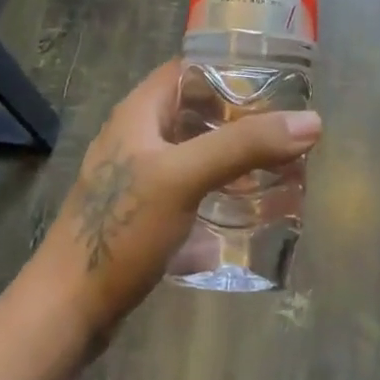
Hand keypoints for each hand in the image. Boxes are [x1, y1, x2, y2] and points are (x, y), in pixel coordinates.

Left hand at [24, 62, 322, 346]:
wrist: (68, 310)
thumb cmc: (121, 230)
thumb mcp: (184, 177)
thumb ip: (244, 146)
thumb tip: (311, 122)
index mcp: (138, 113)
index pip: (188, 70)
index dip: (228, 69)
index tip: (275, 82)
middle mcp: (137, 137)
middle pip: (196, 111)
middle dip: (239, 117)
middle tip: (285, 127)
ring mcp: (138, 178)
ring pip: (194, 152)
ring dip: (231, 155)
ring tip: (277, 164)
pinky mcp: (143, 214)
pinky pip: (189, 188)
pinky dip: (218, 189)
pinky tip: (246, 206)